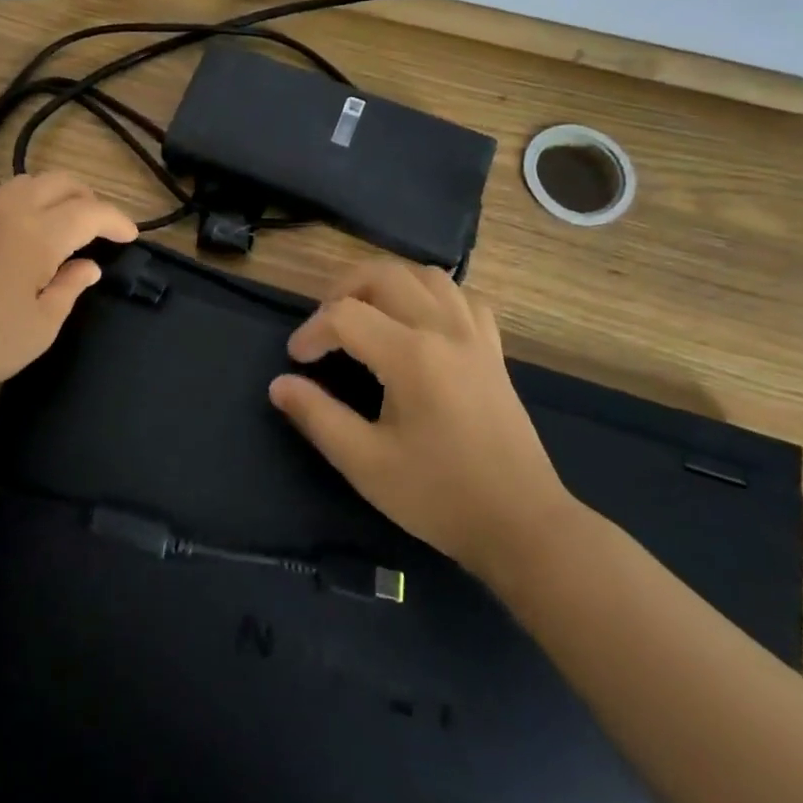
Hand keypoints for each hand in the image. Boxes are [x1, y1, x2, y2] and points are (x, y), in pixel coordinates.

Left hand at [0, 173, 137, 413]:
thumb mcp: (41, 326)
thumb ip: (70, 287)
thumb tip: (89, 265)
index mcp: (37, 234)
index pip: (89, 212)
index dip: (116, 220)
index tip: (130, 235)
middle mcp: (8, 209)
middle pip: (59, 182)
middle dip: (88, 198)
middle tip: (99, 226)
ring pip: (26, 183)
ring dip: (53, 196)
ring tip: (62, 225)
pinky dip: (20, 203)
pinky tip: (18, 230)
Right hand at [268, 260, 577, 586]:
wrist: (523, 526)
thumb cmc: (439, 496)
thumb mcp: (365, 463)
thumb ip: (317, 417)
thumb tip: (279, 385)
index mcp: (411, 356)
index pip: (344, 315)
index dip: (311, 332)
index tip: (297, 361)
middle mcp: (443, 330)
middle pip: (384, 275)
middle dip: (342, 290)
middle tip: (324, 325)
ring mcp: (474, 337)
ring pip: (426, 276)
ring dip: (387, 284)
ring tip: (366, 314)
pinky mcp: (493, 351)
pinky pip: (461, 298)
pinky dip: (432, 296)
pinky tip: (419, 322)